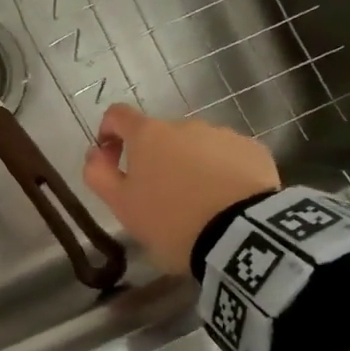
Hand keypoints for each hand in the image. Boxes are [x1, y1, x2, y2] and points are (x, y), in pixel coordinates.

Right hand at [81, 104, 279, 274]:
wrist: (241, 235)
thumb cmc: (170, 221)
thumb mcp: (122, 206)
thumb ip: (99, 175)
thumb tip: (95, 153)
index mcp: (148, 135)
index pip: (118, 116)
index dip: (109, 132)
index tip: (110, 157)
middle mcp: (184, 125)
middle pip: (160, 136)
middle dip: (156, 159)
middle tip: (158, 198)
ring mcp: (222, 135)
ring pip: (196, 146)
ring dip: (190, 165)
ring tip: (197, 204)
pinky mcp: (254, 151)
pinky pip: (228, 157)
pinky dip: (222, 173)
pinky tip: (226, 202)